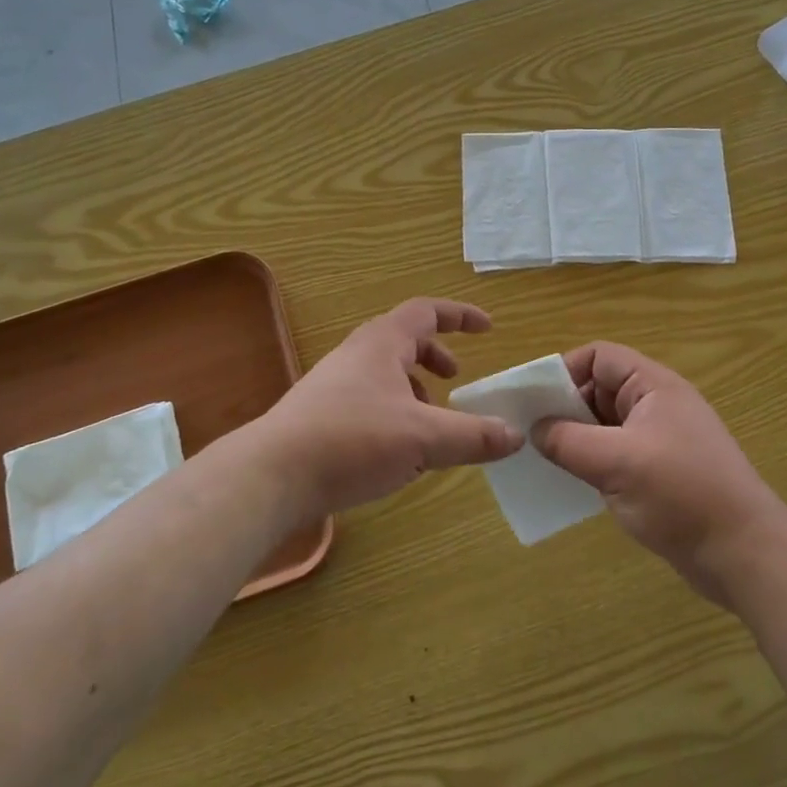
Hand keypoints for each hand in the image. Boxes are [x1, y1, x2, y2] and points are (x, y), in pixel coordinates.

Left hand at [255, 298, 522, 520]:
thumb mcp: (424, 438)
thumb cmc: (352, 440)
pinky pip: (369, 402)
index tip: (488, 328)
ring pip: (385, 375)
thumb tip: (515, 435)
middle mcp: (356, 355)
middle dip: (435, 357)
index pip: (426, 311)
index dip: (460, 316)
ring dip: (415, 391)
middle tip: (455, 380)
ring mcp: (333, 385)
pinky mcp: (320, 416)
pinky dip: (394, 415)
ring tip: (431, 425)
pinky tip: (399, 454)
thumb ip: (473, 436)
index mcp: (382, 343)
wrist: (271, 475)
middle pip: (403, 341)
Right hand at [532, 342, 786, 604]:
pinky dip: (593, 463)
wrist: (744, 553)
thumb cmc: (681, 495)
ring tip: (543, 461)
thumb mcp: (616, 462)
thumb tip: (536, 430)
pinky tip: (572, 485)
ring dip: (576, 439)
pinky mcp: (660, 473)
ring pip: (605, 425)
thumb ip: (568, 441)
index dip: (565, 371)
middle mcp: (657, 406)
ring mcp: (660, 441)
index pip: (599, 357)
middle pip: (600, 389)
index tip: (534, 402)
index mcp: (653, 387)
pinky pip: (616, 455)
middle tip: (530, 435)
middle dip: (565, 408)